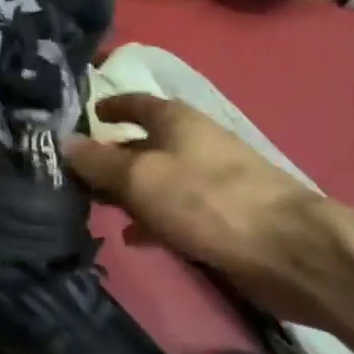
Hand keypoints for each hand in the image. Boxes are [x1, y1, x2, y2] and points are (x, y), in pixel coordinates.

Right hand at [65, 93, 350, 325]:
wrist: (290, 251)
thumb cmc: (207, 200)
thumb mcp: (140, 178)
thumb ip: (99, 162)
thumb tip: (63, 142)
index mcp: (176, 120)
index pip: (135, 102)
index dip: (109, 107)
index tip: (85, 116)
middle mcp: (194, 142)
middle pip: (143, 143)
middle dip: (111, 157)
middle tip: (76, 175)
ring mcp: (212, 180)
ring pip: (158, 179)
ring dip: (129, 192)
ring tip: (97, 209)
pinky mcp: (224, 216)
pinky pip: (176, 210)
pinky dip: (153, 219)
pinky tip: (135, 239)